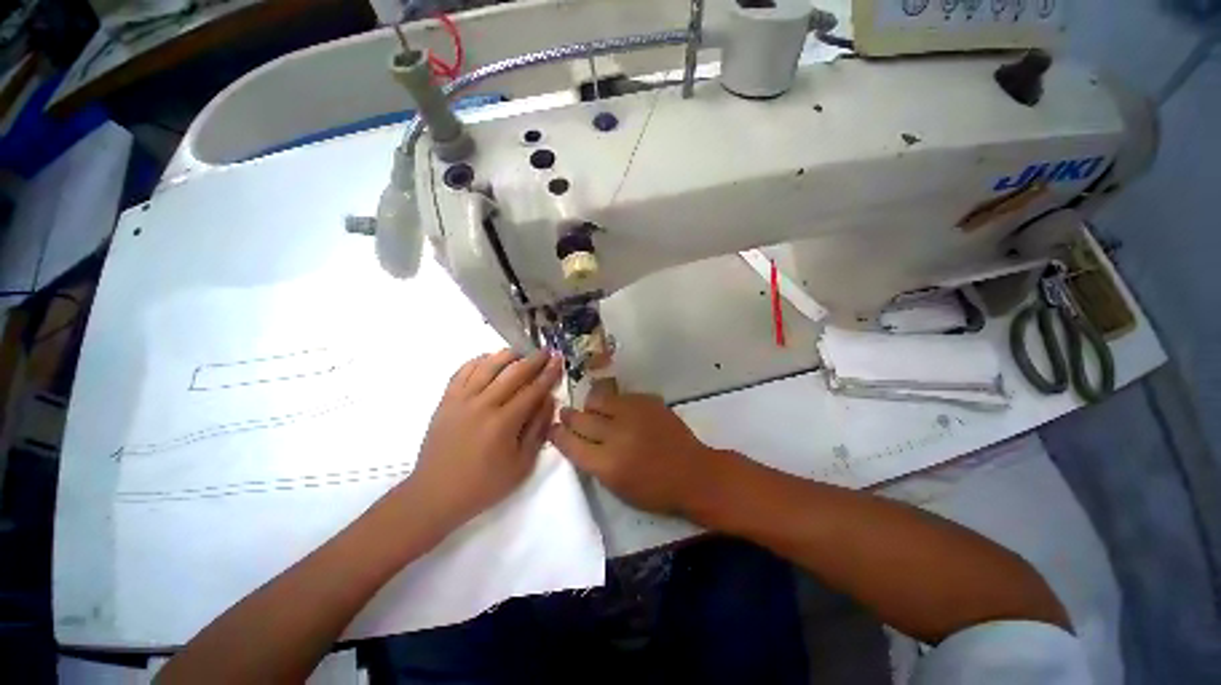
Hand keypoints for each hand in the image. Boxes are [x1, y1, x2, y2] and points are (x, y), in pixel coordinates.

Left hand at [407, 349, 562, 529]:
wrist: (435, 494)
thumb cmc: (484, 484)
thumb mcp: (521, 465)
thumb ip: (538, 429)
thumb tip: (549, 400)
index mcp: (503, 422)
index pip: (533, 390)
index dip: (548, 373)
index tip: (559, 360)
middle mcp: (483, 404)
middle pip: (513, 373)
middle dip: (534, 359)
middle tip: (546, 351)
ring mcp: (461, 400)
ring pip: (487, 366)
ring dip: (507, 355)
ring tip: (521, 351)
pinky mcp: (445, 400)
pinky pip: (462, 371)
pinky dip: (478, 361)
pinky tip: (489, 360)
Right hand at [549, 385, 724, 516]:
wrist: (693, 473)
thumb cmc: (654, 490)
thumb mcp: (616, 487)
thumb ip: (593, 462)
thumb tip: (576, 440)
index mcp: (606, 464)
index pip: (570, 443)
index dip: (557, 434)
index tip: (552, 428)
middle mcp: (616, 434)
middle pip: (580, 418)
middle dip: (568, 416)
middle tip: (565, 414)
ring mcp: (632, 413)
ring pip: (598, 400)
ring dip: (591, 406)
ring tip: (592, 410)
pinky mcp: (647, 401)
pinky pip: (620, 396)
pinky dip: (615, 404)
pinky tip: (620, 411)